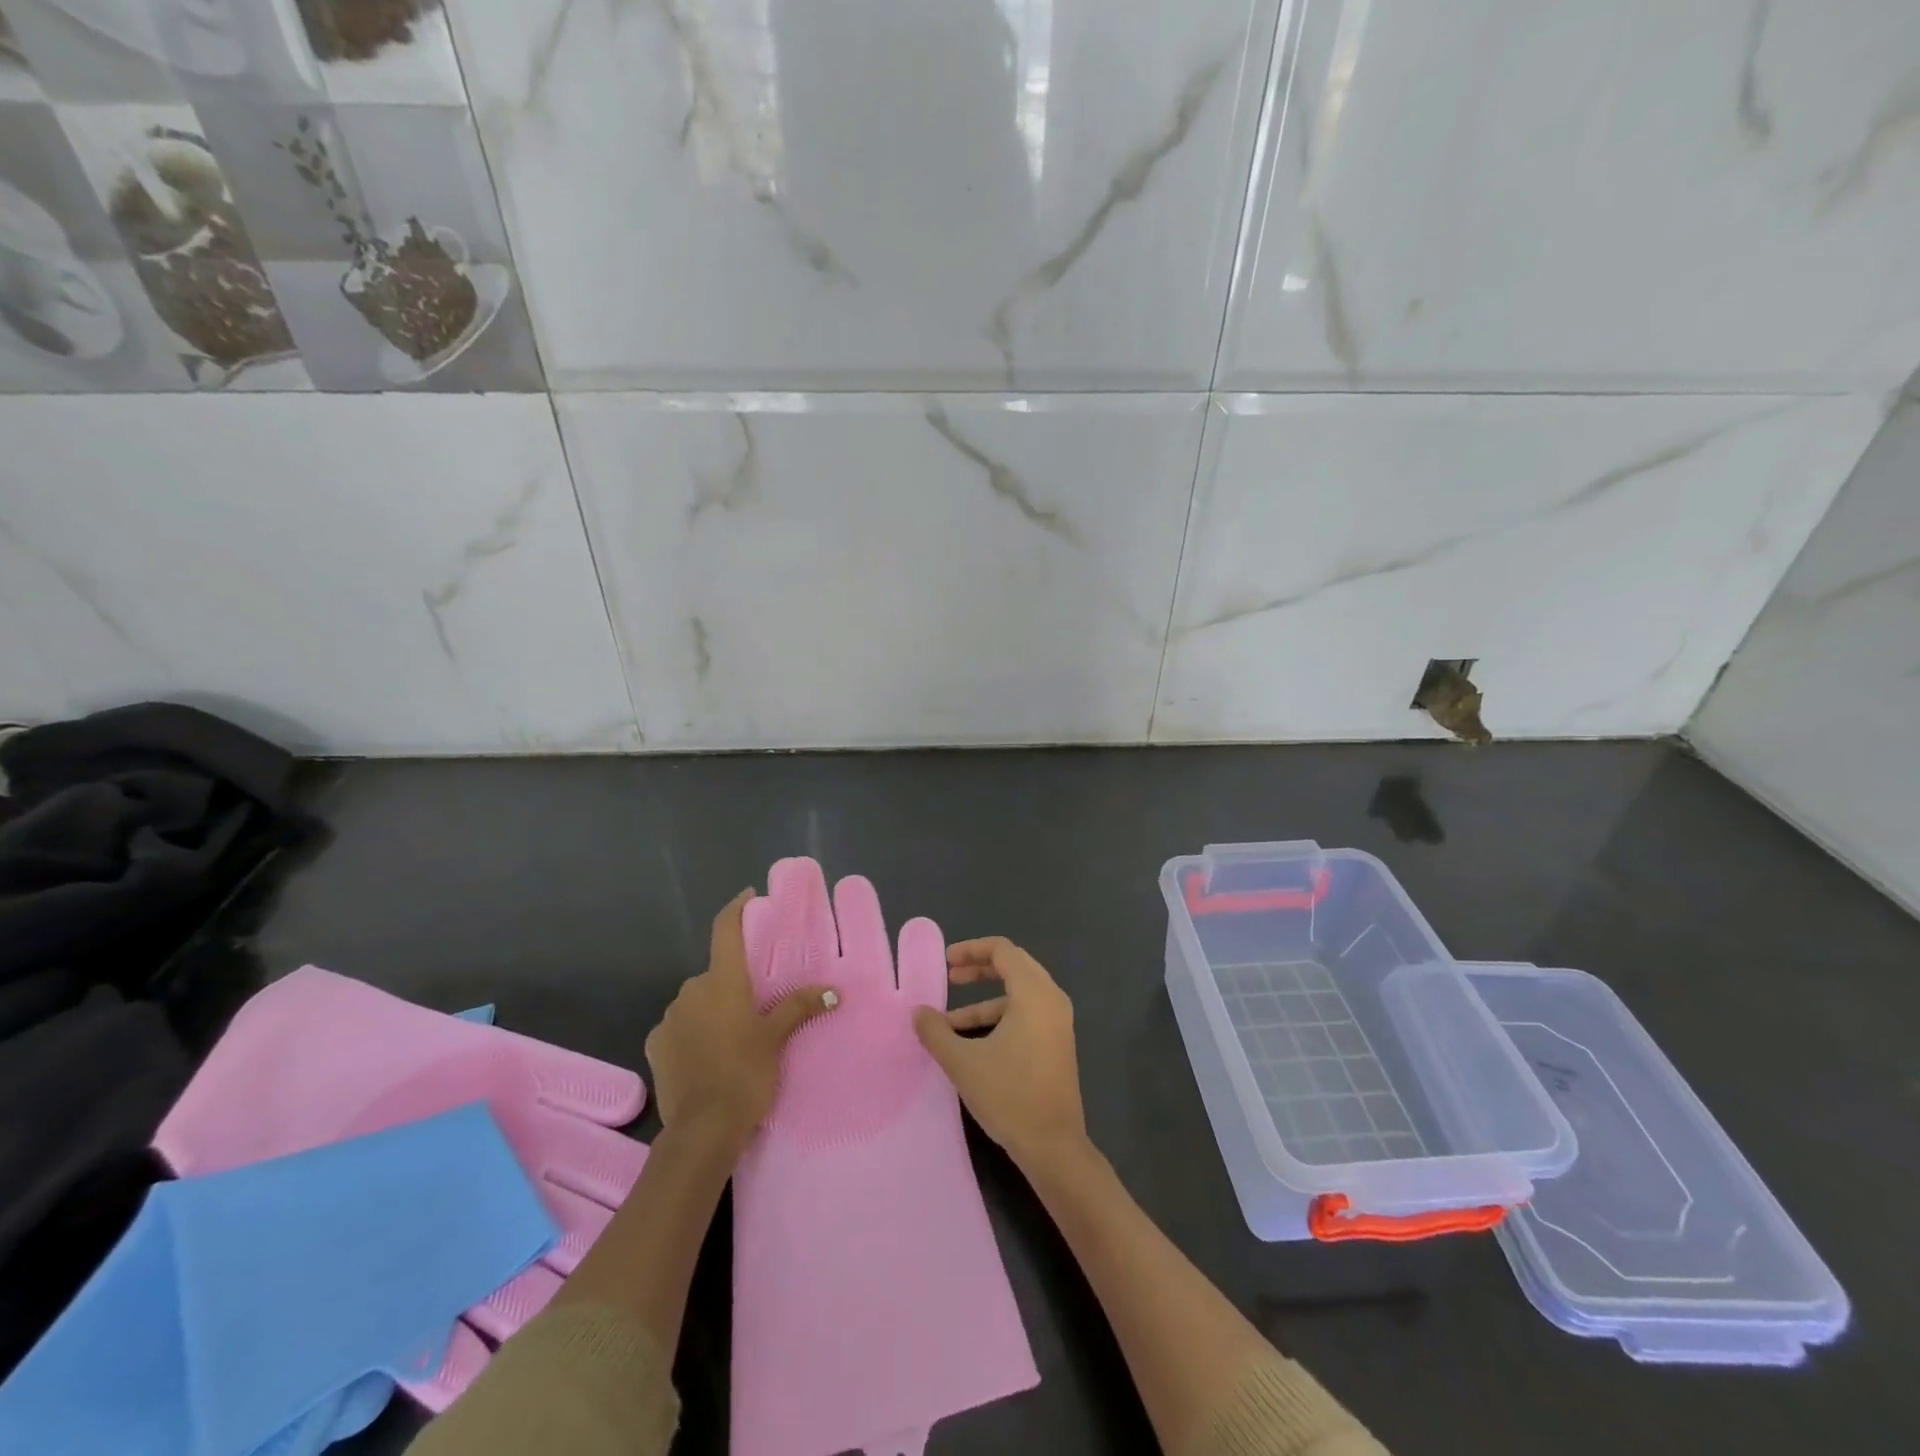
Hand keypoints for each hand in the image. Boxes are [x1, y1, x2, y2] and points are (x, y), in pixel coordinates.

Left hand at [645, 889, 835, 1154]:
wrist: (702, 1131)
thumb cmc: (745, 1074)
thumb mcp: (777, 1038)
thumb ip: (800, 1007)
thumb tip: (833, 990)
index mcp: (722, 981)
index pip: (726, 930)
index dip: (737, 908)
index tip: (749, 896)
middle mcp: (691, 990)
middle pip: (715, 973)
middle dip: (733, 982)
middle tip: (756, 1002)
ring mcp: (669, 1018)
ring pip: (697, 1001)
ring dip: (713, 1009)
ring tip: (734, 1036)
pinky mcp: (655, 1046)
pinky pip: (679, 1027)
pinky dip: (693, 1032)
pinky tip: (708, 1056)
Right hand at [912, 936, 1088, 1169]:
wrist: (1054, 1146)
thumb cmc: (1009, 1095)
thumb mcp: (963, 1062)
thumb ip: (936, 1032)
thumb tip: (917, 1013)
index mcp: (1034, 993)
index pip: (1003, 950)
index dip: (971, 950)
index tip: (946, 963)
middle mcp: (1051, 1000)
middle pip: (1014, 966)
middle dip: (978, 969)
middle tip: (950, 977)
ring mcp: (1057, 1022)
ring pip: (1018, 994)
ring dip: (984, 1001)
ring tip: (949, 1022)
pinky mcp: (1056, 1043)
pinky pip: (1026, 1014)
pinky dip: (999, 1018)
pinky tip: (972, 1042)